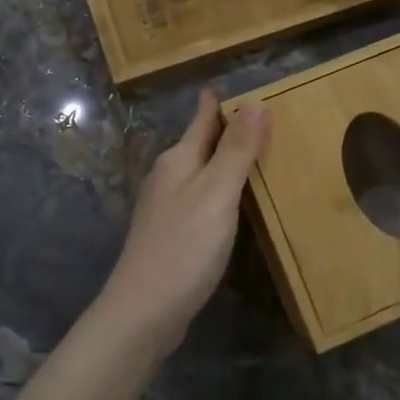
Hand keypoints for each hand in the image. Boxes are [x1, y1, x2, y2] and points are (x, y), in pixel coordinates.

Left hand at [98, 89, 269, 351]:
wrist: (143, 312)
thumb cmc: (184, 246)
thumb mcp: (217, 192)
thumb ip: (237, 149)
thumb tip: (256, 102)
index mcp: (178, 161)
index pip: (200, 121)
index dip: (214, 105)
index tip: (224, 87)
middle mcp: (168, 178)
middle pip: (198, 145)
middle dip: (221, 130)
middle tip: (254, 118)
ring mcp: (165, 208)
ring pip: (198, 172)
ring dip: (221, 161)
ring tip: (249, 154)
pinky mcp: (170, 236)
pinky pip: (200, 198)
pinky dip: (218, 190)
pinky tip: (230, 203)